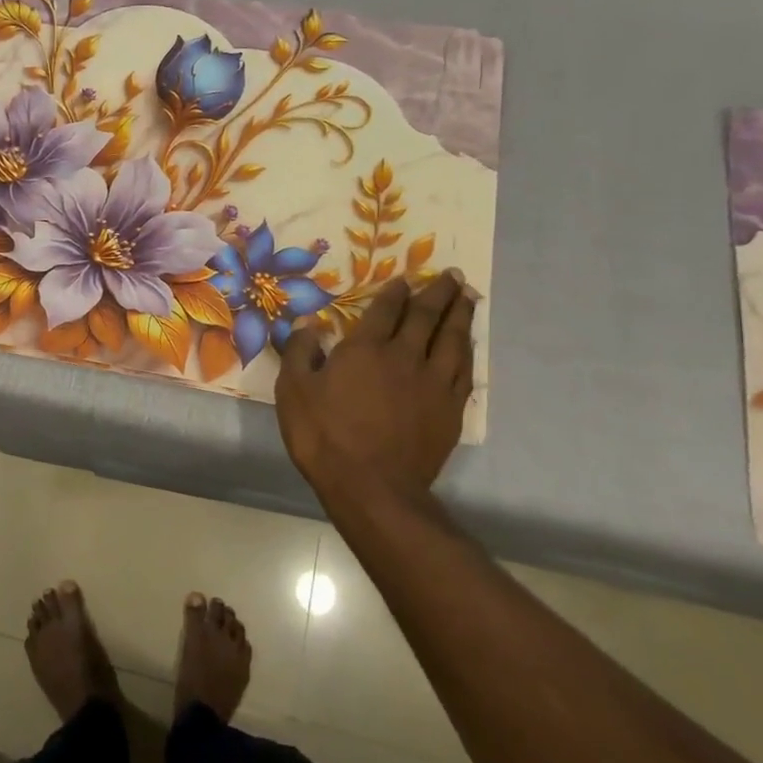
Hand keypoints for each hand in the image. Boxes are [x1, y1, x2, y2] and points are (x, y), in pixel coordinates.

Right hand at [275, 270, 476, 521]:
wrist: (372, 487)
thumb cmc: (324, 436)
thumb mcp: (294, 390)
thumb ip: (299, 351)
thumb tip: (308, 321)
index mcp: (366, 349)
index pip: (386, 310)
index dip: (396, 292)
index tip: (406, 279)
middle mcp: (405, 357)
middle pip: (426, 316)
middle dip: (438, 292)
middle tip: (452, 275)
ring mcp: (433, 383)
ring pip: (452, 339)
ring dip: (460, 314)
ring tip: (467, 297)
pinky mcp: (451, 410)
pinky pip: (465, 370)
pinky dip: (468, 351)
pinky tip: (469, 344)